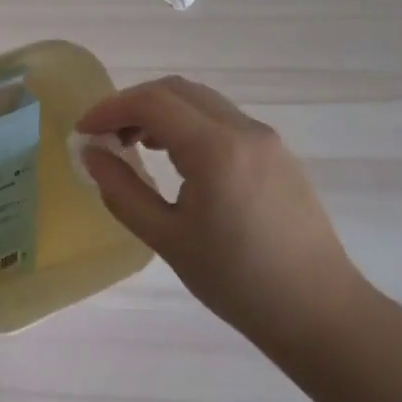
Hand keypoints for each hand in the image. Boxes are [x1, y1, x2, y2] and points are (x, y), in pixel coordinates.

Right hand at [76, 76, 360, 342]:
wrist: (318, 311)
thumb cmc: (236, 281)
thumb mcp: (166, 239)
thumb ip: (122, 191)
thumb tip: (90, 154)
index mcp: (216, 149)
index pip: (152, 102)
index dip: (109, 109)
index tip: (83, 131)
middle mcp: (244, 130)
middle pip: (176, 91)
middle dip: (133, 104)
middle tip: (105, 136)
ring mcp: (266, 139)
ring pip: (201, 102)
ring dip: (161, 112)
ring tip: (134, 146)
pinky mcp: (277, 154)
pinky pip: (222, 120)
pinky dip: (188, 124)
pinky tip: (176, 159)